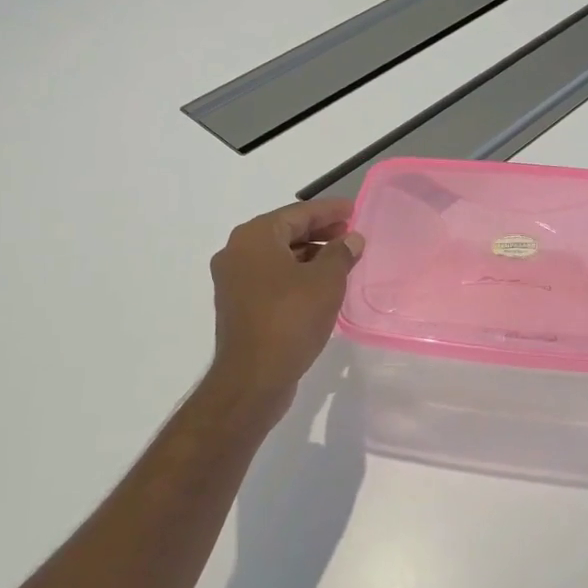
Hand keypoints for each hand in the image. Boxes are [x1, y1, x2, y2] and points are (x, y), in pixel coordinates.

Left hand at [206, 199, 363, 418]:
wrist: (253, 378)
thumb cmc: (290, 319)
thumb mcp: (325, 282)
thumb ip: (341, 254)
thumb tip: (351, 239)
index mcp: (254, 237)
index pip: (298, 213)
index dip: (329, 211)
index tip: (353, 210)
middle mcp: (237, 252)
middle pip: (284, 231)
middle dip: (319, 232)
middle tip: (350, 234)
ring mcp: (233, 280)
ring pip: (277, 256)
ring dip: (309, 254)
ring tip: (341, 260)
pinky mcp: (238, 305)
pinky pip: (271, 278)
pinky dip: (295, 274)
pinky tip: (319, 285)